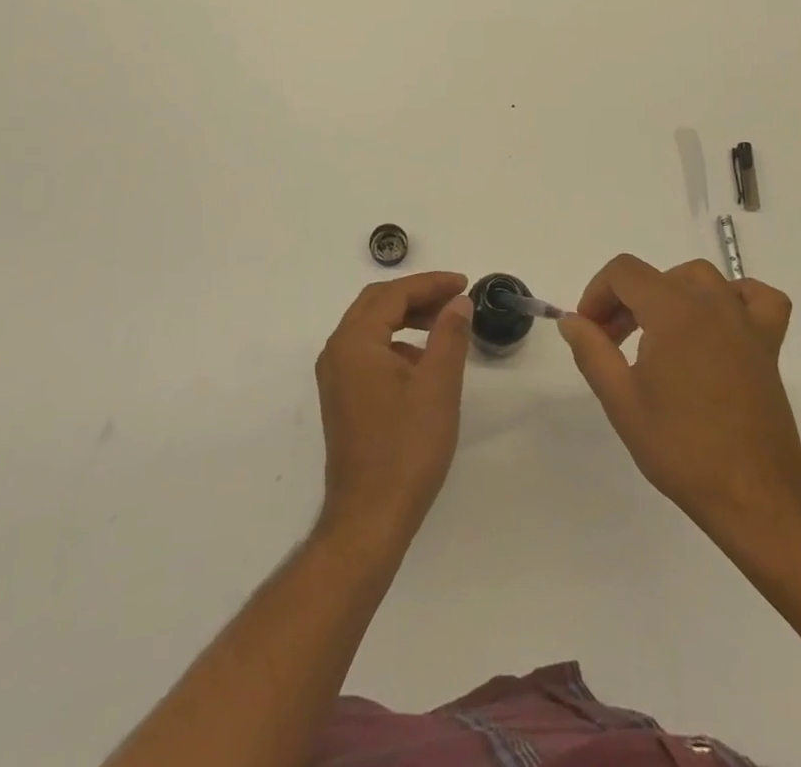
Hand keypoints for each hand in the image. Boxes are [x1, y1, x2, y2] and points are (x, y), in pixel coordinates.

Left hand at [315, 272, 473, 543]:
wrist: (370, 517)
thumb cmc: (406, 448)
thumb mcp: (438, 386)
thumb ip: (449, 335)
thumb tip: (458, 302)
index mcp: (355, 341)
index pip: (393, 294)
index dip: (431, 284)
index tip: (464, 283)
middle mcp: (337, 351)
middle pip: (377, 304)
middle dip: (417, 295)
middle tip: (455, 298)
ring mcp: (336, 376)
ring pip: (372, 327)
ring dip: (407, 318)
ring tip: (445, 325)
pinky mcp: (342, 397)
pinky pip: (369, 351)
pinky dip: (397, 343)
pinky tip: (423, 362)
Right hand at [559, 254, 800, 532]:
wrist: (752, 494)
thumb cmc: (681, 448)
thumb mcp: (621, 401)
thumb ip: (592, 351)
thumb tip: (572, 321)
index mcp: (672, 310)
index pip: (624, 272)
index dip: (597, 293)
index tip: (590, 331)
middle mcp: (710, 303)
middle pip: (657, 276)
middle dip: (626, 301)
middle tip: (613, 343)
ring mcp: (744, 321)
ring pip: (701, 279)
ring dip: (670, 294)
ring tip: (658, 333)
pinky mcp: (768, 345)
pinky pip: (758, 298)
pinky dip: (736, 298)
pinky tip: (719, 323)